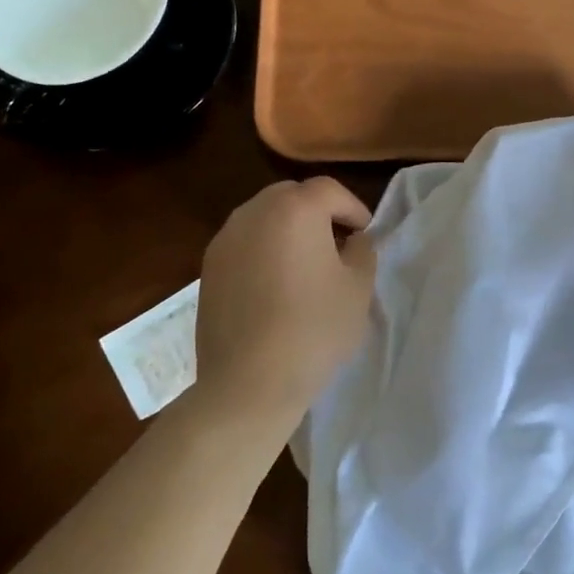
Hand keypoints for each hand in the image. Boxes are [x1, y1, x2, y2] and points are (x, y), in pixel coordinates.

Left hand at [190, 177, 377, 437]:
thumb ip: (362, 250)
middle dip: (317, 213)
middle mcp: (254, 212)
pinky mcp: (208, 268)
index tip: (365, 235)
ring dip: (287, 230)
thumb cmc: (313, 329)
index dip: (353, 208)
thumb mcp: (358, 288)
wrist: (248, 383)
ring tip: (304, 265)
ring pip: (264, 217)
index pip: (330, 190)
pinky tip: (274, 286)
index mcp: (295, 209)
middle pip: (292, 196)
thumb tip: (354, 240)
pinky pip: (244, 243)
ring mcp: (226, 239)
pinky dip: (263, 251)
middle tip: (337, 245)